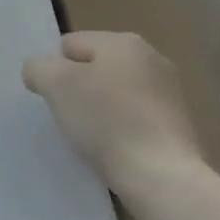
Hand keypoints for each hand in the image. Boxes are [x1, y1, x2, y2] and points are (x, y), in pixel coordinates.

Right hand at [23, 32, 204, 192]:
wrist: (163, 177)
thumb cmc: (107, 122)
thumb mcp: (56, 86)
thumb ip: (38, 68)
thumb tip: (38, 69)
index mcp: (123, 41)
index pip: (71, 44)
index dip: (55, 71)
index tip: (56, 101)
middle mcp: (152, 57)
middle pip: (96, 67)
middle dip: (80, 89)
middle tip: (73, 118)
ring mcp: (171, 92)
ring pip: (117, 93)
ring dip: (103, 109)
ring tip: (96, 138)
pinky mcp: (180, 124)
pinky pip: (138, 117)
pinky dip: (125, 128)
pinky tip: (120, 150)